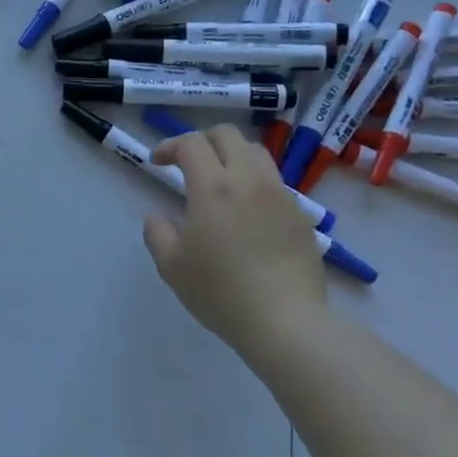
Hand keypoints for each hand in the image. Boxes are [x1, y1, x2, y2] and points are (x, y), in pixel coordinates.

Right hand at [143, 125, 326, 347]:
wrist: (285, 321)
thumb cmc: (220, 291)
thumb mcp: (172, 266)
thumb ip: (157, 233)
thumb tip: (157, 217)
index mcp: (213, 186)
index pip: (191, 143)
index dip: (169, 146)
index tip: (157, 163)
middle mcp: (249, 179)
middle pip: (227, 135)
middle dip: (202, 140)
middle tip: (187, 163)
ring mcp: (280, 194)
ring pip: (256, 152)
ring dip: (232, 156)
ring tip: (220, 181)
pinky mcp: (300, 214)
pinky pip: (274, 182)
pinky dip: (255, 182)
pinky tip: (247, 211)